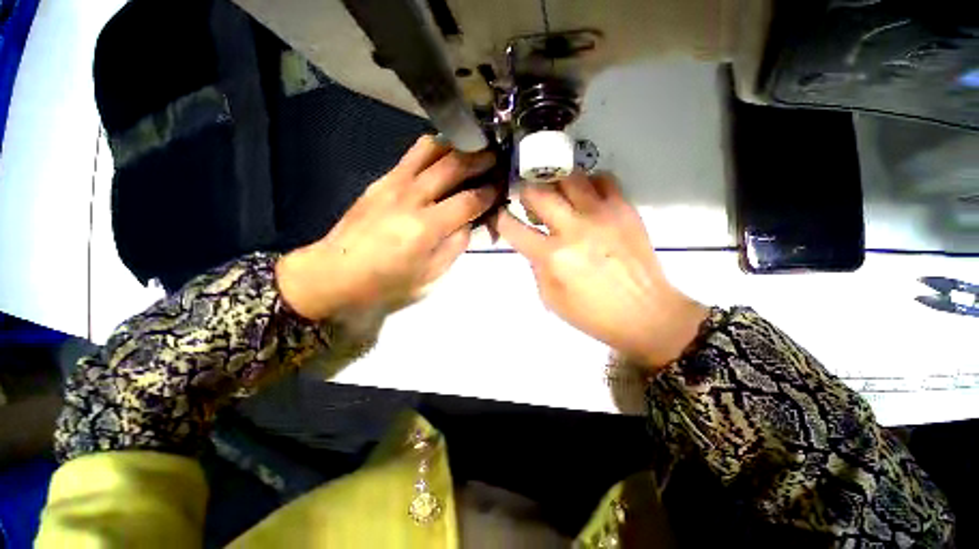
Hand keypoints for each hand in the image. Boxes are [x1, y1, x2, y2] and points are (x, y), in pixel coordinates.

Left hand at [276, 135, 497, 320]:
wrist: (335, 271)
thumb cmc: (387, 281)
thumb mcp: (431, 274)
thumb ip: (455, 245)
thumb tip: (469, 222)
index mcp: (426, 228)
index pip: (469, 201)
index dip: (490, 193)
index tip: (502, 188)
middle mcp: (412, 197)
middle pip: (454, 166)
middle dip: (481, 159)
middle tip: (497, 157)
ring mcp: (394, 183)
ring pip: (432, 150)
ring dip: (458, 146)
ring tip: (474, 149)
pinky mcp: (382, 179)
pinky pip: (414, 155)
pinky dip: (436, 149)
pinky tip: (446, 154)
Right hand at [493, 172, 707, 368]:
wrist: (646, 314)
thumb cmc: (594, 314)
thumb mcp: (551, 299)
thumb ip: (536, 268)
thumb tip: (534, 245)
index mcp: (552, 256)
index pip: (514, 227)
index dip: (501, 219)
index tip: (502, 217)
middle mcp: (574, 228)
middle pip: (537, 192)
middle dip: (525, 193)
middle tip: (529, 203)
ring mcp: (601, 213)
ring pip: (569, 177)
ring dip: (556, 185)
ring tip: (559, 197)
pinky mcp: (624, 208)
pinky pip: (603, 179)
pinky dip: (589, 184)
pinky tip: (588, 199)